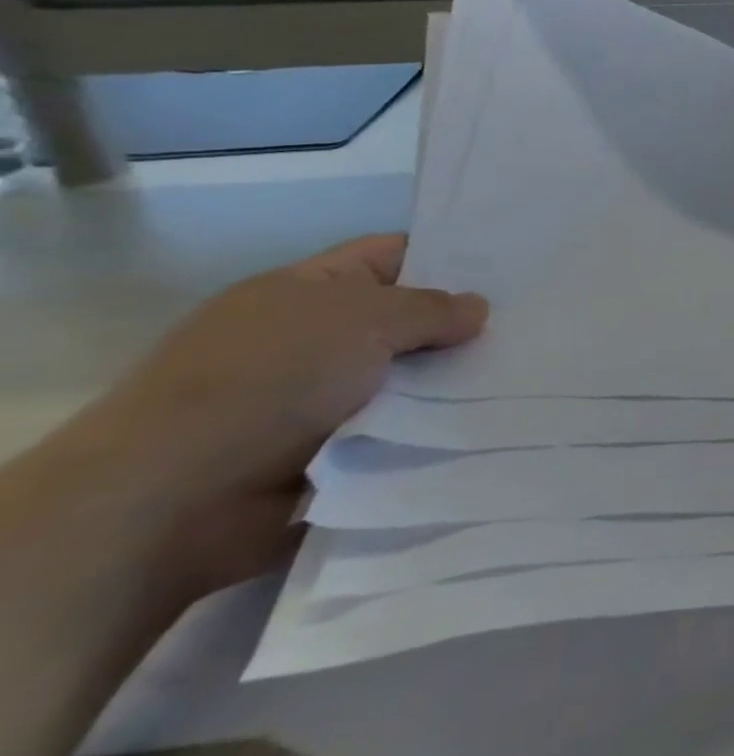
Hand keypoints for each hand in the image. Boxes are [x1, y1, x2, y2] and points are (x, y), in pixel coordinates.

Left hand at [50, 235, 487, 595]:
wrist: (174, 500)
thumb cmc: (267, 380)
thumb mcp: (362, 320)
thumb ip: (429, 309)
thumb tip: (477, 308)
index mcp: (311, 290)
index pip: (393, 255)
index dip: (448, 256)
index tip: (512, 268)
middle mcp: (317, 338)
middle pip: (408, 321)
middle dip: (464, 328)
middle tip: (537, 327)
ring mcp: (323, 399)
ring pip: (412, 382)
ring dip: (456, 386)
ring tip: (529, 379)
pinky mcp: (335, 454)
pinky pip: (404, 433)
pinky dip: (438, 433)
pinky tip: (493, 425)